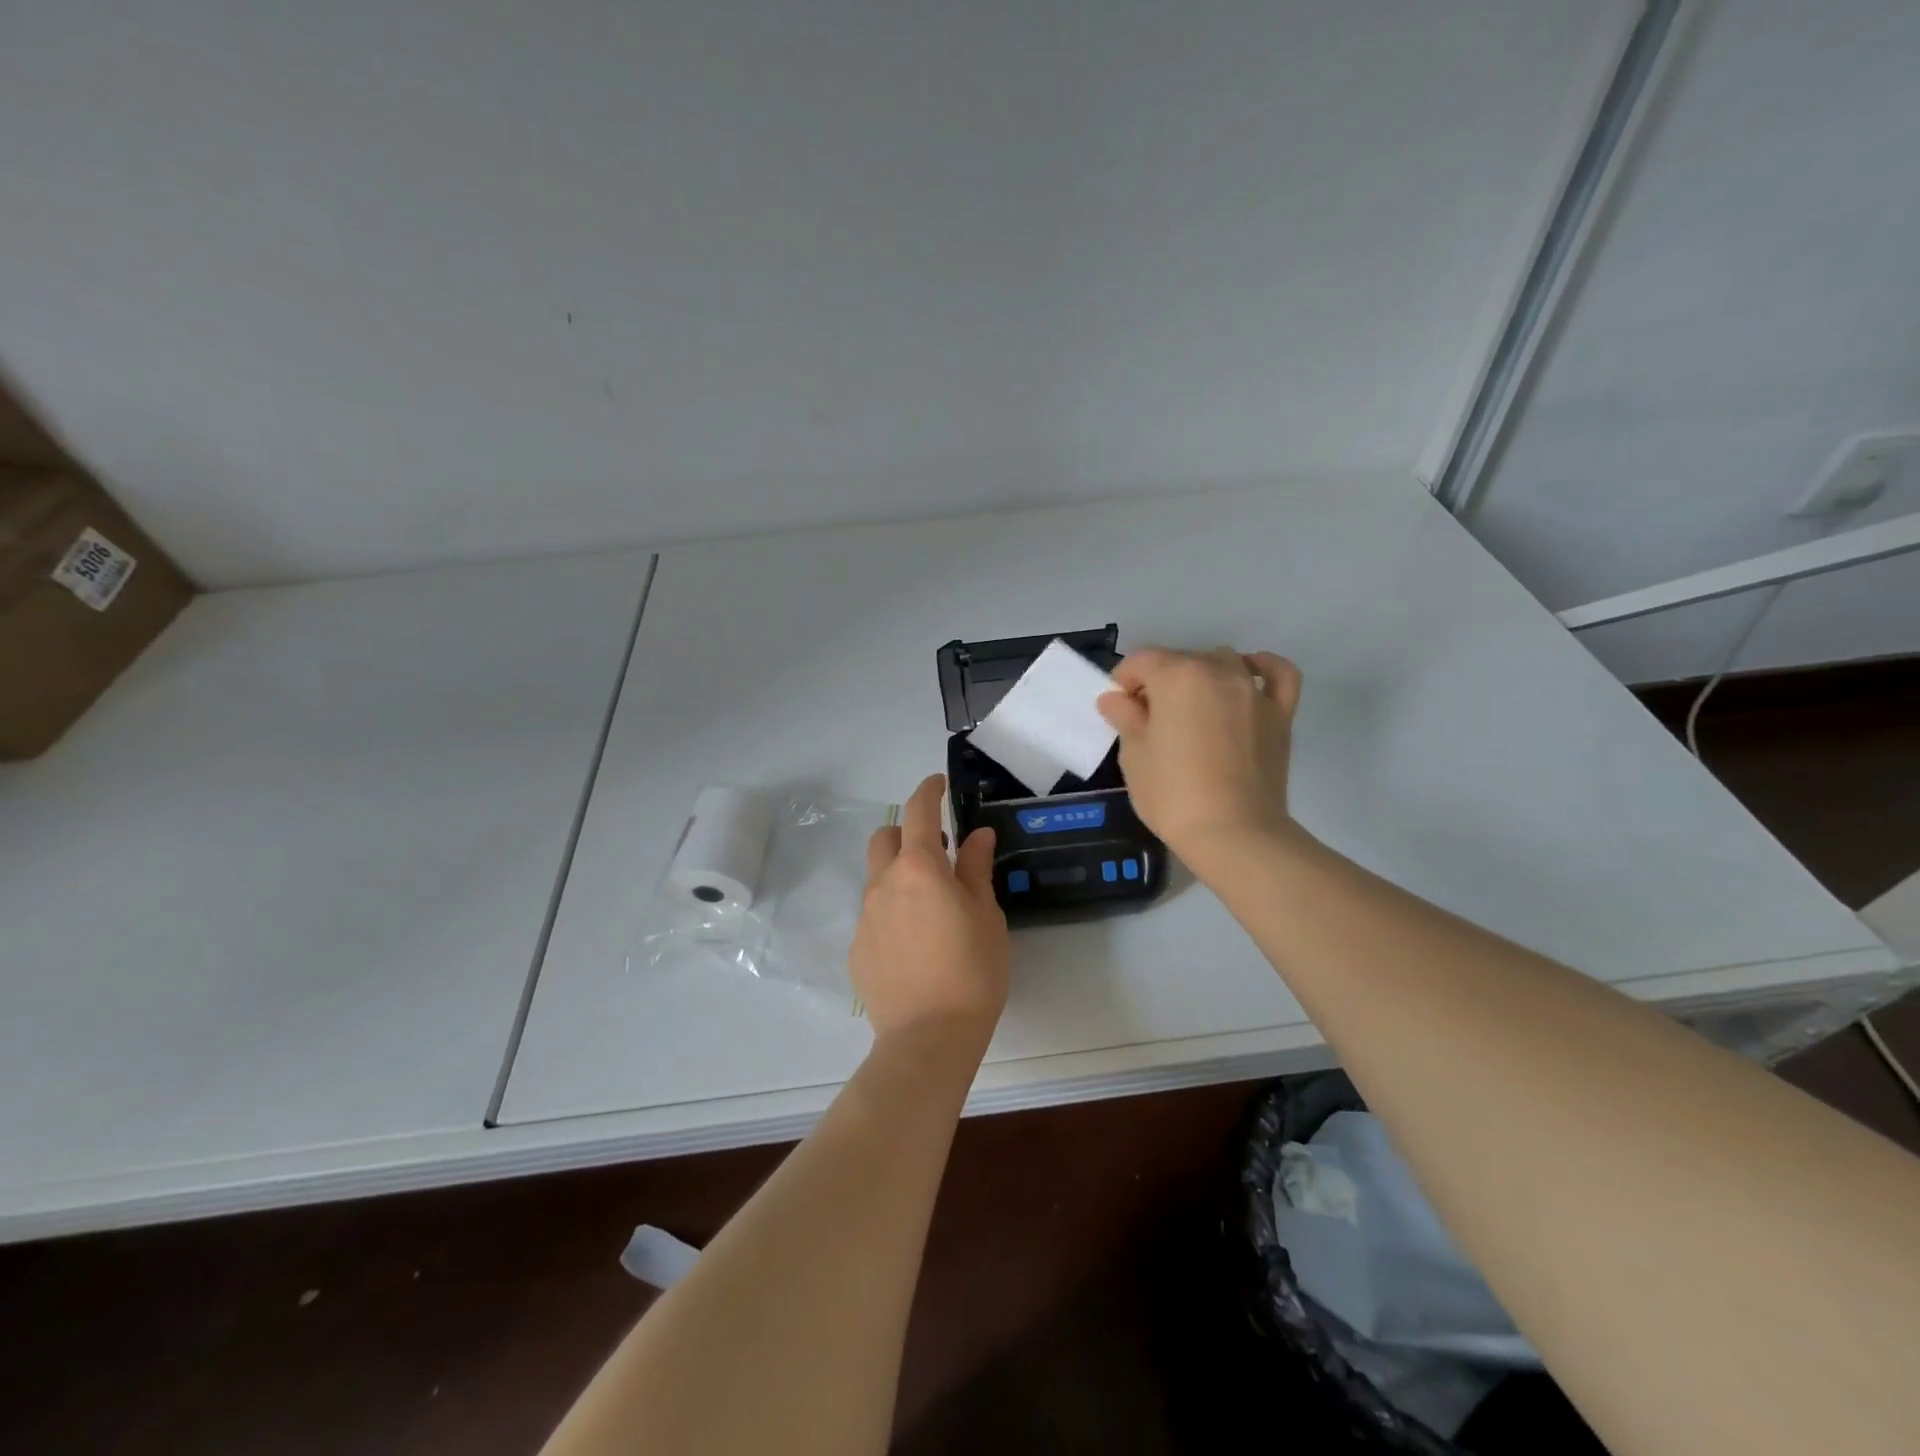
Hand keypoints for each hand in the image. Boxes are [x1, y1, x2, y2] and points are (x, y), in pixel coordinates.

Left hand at [850, 774, 1009, 1047]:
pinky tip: (915, 942)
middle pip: (886, 838)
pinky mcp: (857, 948)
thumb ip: (976, 869)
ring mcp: (865, 917)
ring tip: (930, 904)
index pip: (918, 811)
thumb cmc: (971, 971)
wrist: (928, 1038)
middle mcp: (884, 883)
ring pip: (877, 877)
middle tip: (938, 851)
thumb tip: (976, 835)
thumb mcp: (986, 915)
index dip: (928, 790)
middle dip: (908, 832)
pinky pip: (874, 914)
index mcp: (919, 868)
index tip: (938, 784)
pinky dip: (892, 910)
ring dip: (900, 873)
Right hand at [1096, 648, 1301, 868]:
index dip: (1124, 682)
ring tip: (1190, 709)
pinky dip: (1262, 667)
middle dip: (1159, 682)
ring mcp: (1253, 690)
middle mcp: (1218, 671)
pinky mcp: (1280, 713)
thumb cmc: (1173, 795)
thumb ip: (1126, 718)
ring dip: (1201, 676)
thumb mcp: (1134, 756)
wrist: (1234, 834)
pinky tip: (1248, 676)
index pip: (1141, 661)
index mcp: (1177, 676)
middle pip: (1180, 660)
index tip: (1118, 709)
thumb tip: (1116, 699)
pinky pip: (1276, 674)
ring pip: (1222, 662)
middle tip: (1148, 720)